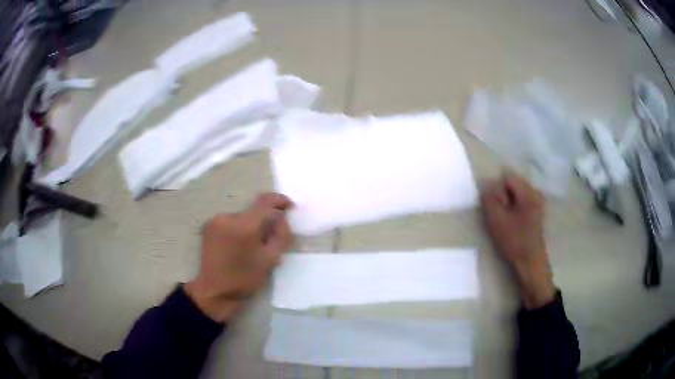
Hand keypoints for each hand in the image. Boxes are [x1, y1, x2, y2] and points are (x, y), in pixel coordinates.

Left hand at [185, 193, 294, 321]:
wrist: (214, 293)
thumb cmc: (244, 279)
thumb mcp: (270, 260)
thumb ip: (280, 236)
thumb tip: (281, 219)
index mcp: (244, 225)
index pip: (265, 201)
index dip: (279, 200)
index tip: (289, 207)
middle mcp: (227, 217)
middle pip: (253, 212)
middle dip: (264, 222)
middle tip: (271, 240)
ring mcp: (215, 222)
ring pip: (241, 218)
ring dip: (251, 227)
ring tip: (252, 248)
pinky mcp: (208, 228)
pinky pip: (230, 223)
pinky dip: (238, 230)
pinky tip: (238, 247)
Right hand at [481, 173, 554, 308]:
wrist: (530, 263)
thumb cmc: (514, 241)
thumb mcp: (497, 220)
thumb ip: (489, 199)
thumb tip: (487, 185)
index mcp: (528, 192)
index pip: (507, 178)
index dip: (498, 192)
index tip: (497, 209)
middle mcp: (535, 192)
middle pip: (512, 184)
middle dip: (503, 198)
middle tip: (500, 217)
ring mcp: (538, 202)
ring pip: (515, 195)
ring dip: (507, 205)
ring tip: (506, 222)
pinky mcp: (536, 212)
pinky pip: (520, 202)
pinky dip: (513, 210)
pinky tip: (512, 225)